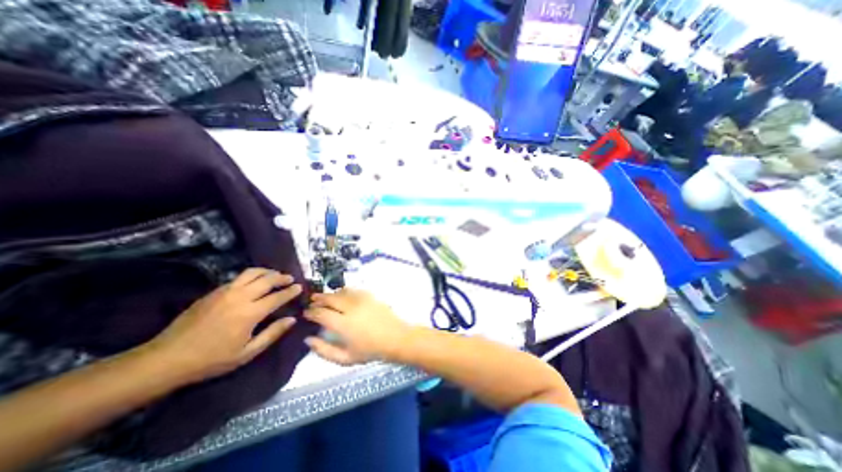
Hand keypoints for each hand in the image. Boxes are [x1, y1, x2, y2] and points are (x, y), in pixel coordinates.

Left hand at [143, 269, 302, 383]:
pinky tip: (254, 282)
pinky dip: (252, 276)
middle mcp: (240, 297)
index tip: (300, 287)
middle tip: (290, 279)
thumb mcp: (247, 353)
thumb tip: (292, 319)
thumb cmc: (211, 359)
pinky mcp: (214, 291)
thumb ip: (272, 334)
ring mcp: (225, 292)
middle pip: (267, 280)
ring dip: (267, 272)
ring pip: (252, 273)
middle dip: (282, 277)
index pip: (277, 297)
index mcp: (250, 313)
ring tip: (275, 275)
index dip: (291, 291)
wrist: (166, 358)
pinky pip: (238, 278)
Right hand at [304, 287, 410, 364]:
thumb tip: (308, 339)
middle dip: (319, 298)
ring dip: (331, 293)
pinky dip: (345, 291)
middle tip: (311, 300)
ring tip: (324, 296)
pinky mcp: (371, 296)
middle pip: (330, 298)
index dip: (311, 312)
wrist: (395, 338)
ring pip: (342, 292)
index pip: (321, 313)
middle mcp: (351, 308)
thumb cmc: (370, 351)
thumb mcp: (345, 358)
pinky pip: (354, 290)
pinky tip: (342, 294)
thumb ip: (324, 350)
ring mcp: (362, 300)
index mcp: (343, 324)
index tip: (306, 313)